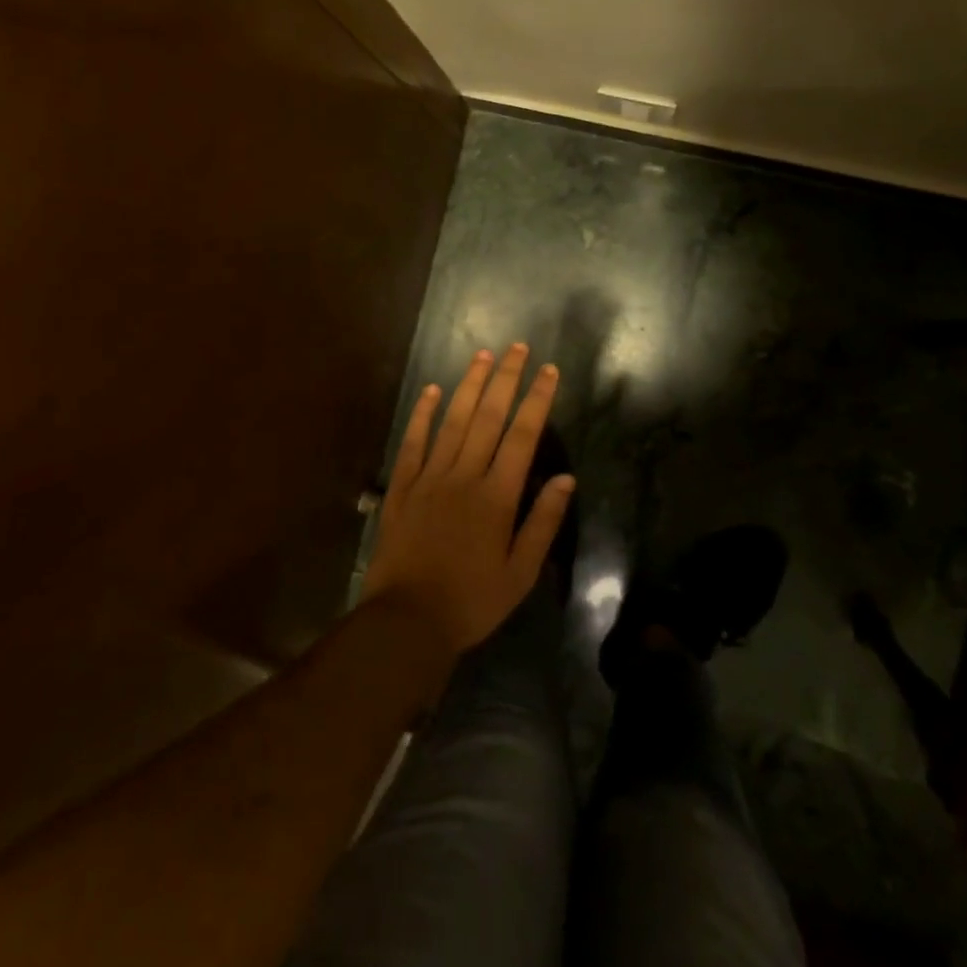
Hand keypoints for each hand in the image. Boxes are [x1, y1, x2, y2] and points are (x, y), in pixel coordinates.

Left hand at [363, 345, 575, 657]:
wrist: (407, 620)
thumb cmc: (472, 601)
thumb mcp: (520, 574)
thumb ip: (542, 523)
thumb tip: (566, 479)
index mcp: (497, 496)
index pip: (522, 436)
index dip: (536, 400)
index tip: (548, 371)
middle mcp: (464, 476)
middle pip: (488, 417)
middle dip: (505, 379)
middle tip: (516, 347)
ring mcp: (428, 477)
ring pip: (452, 421)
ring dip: (469, 386)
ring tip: (482, 356)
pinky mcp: (401, 487)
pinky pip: (413, 442)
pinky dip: (422, 414)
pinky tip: (431, 391)